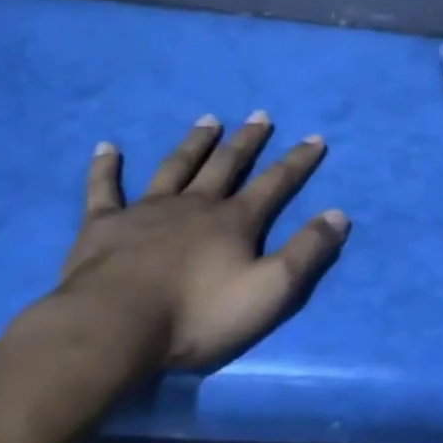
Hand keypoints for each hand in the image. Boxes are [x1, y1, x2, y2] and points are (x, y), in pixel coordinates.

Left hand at [56, 112, 349, 369]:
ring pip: (175, 167)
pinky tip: (107, 147)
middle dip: (247, 141)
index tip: (315, 138)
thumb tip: (339, 215)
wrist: (116, 327)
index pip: (275, 183)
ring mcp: (147, 211)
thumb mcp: (269, 290)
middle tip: (260, 115)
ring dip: (194, 143)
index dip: (297, 161)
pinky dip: (105, 168)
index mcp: (234, 221)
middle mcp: (195, 205)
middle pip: (226, 165)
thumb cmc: (198, 314)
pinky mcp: (103, 226)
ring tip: (209, 120)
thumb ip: (306, 252)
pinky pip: (104, 189)